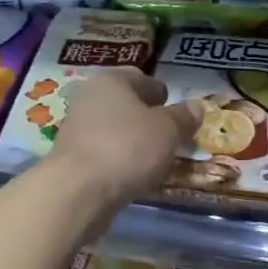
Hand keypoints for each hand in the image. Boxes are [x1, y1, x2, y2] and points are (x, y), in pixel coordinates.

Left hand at [46, 70, 201, 212]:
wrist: (77, 191)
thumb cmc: (127, 148)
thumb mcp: (167, 130)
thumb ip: (183, 117)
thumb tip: (196, 107)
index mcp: (111, 80)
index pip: (141, 77)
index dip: (161, 92)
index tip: (175, 110)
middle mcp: (88, 97)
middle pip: (124, 103)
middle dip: (146, 117)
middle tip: (169, 134)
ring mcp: (75, 128)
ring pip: (113, 128)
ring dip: (133, 139)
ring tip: (155, 158)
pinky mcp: (71, 158)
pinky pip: (103, 151)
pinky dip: (119, 158)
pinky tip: (133, 173)